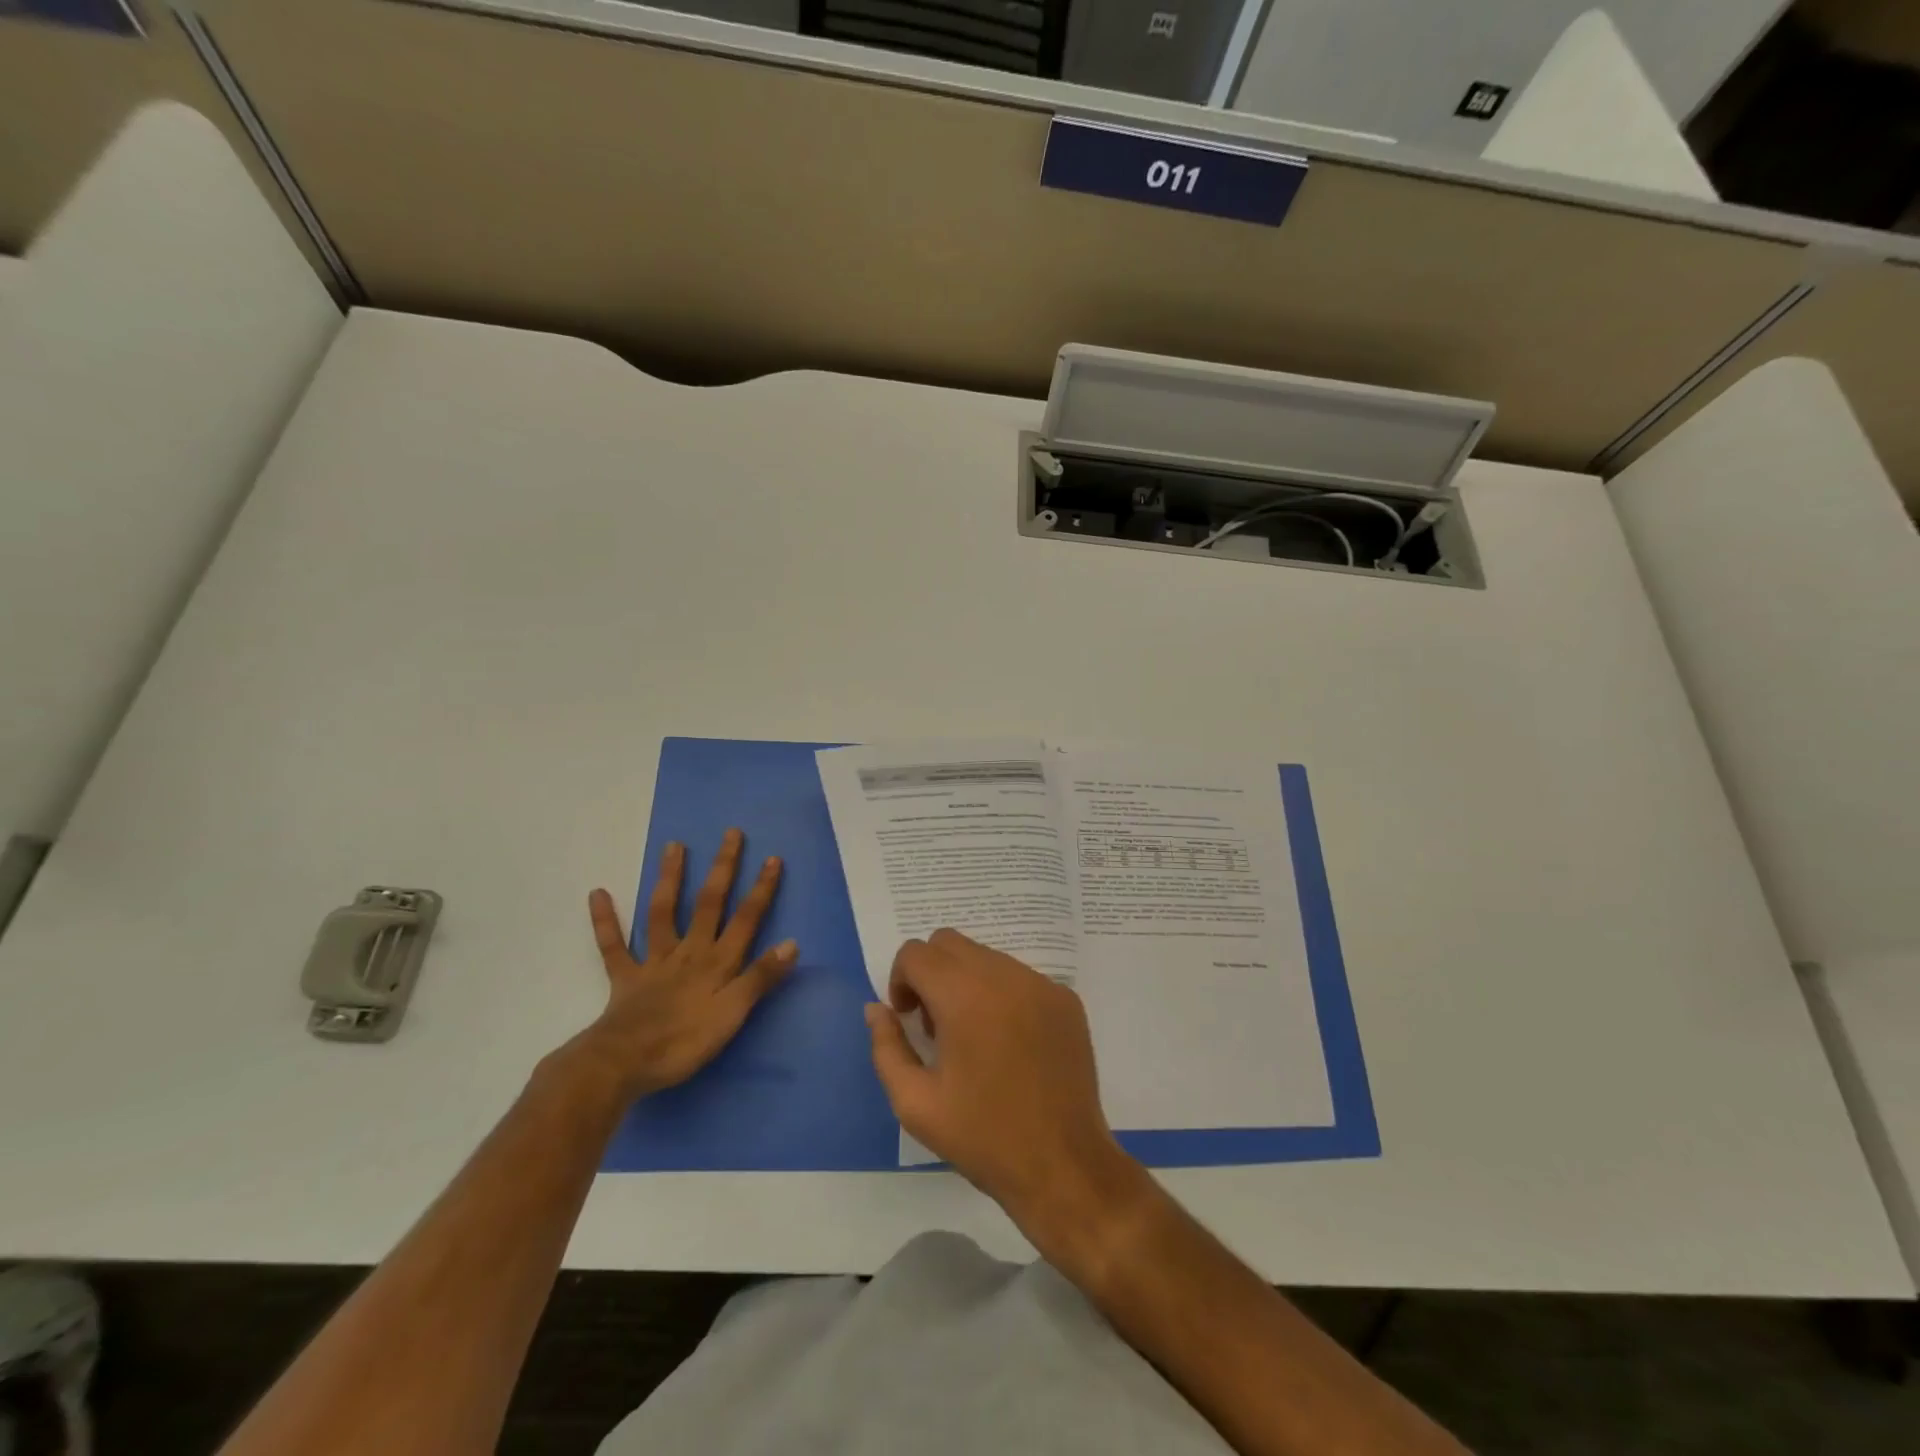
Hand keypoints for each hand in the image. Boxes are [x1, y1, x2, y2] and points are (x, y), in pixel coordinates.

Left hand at [569, 830, 795, 1103]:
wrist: (624, 1064)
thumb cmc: (685, 1042)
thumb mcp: (733, 1014)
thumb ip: (760, 977)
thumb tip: (792, 943)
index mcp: (718, 962)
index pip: (746, 919)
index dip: (761, 889)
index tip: (772, 858)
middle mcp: (690, 952)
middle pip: (709, 904)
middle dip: (723, 868)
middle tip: (730, 834)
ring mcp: (655, 962)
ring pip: (663, 912)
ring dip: (670, 878)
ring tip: (675, 845)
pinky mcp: (625, 978)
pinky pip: (613, 946)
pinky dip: (605, 920)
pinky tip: (598, 892)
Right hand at [865, 929, 1148, 1251]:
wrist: (1063, 1165)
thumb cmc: (983, 1137)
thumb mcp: (915, 1103)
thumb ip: (886, 1047)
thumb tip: (876, 1008)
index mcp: (964, 996)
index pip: (916, 952)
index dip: (901, 981)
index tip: (909, 1021)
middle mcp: (1004, 975)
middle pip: (950, 943)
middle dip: (931, 974)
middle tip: (937, 1027)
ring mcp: (1041, 984)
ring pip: (986, 956)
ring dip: (967, 982)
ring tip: (974, 1038)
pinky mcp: (1066, 999)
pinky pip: (1020, 976)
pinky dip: (1002, 994)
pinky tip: (1010, 1044)